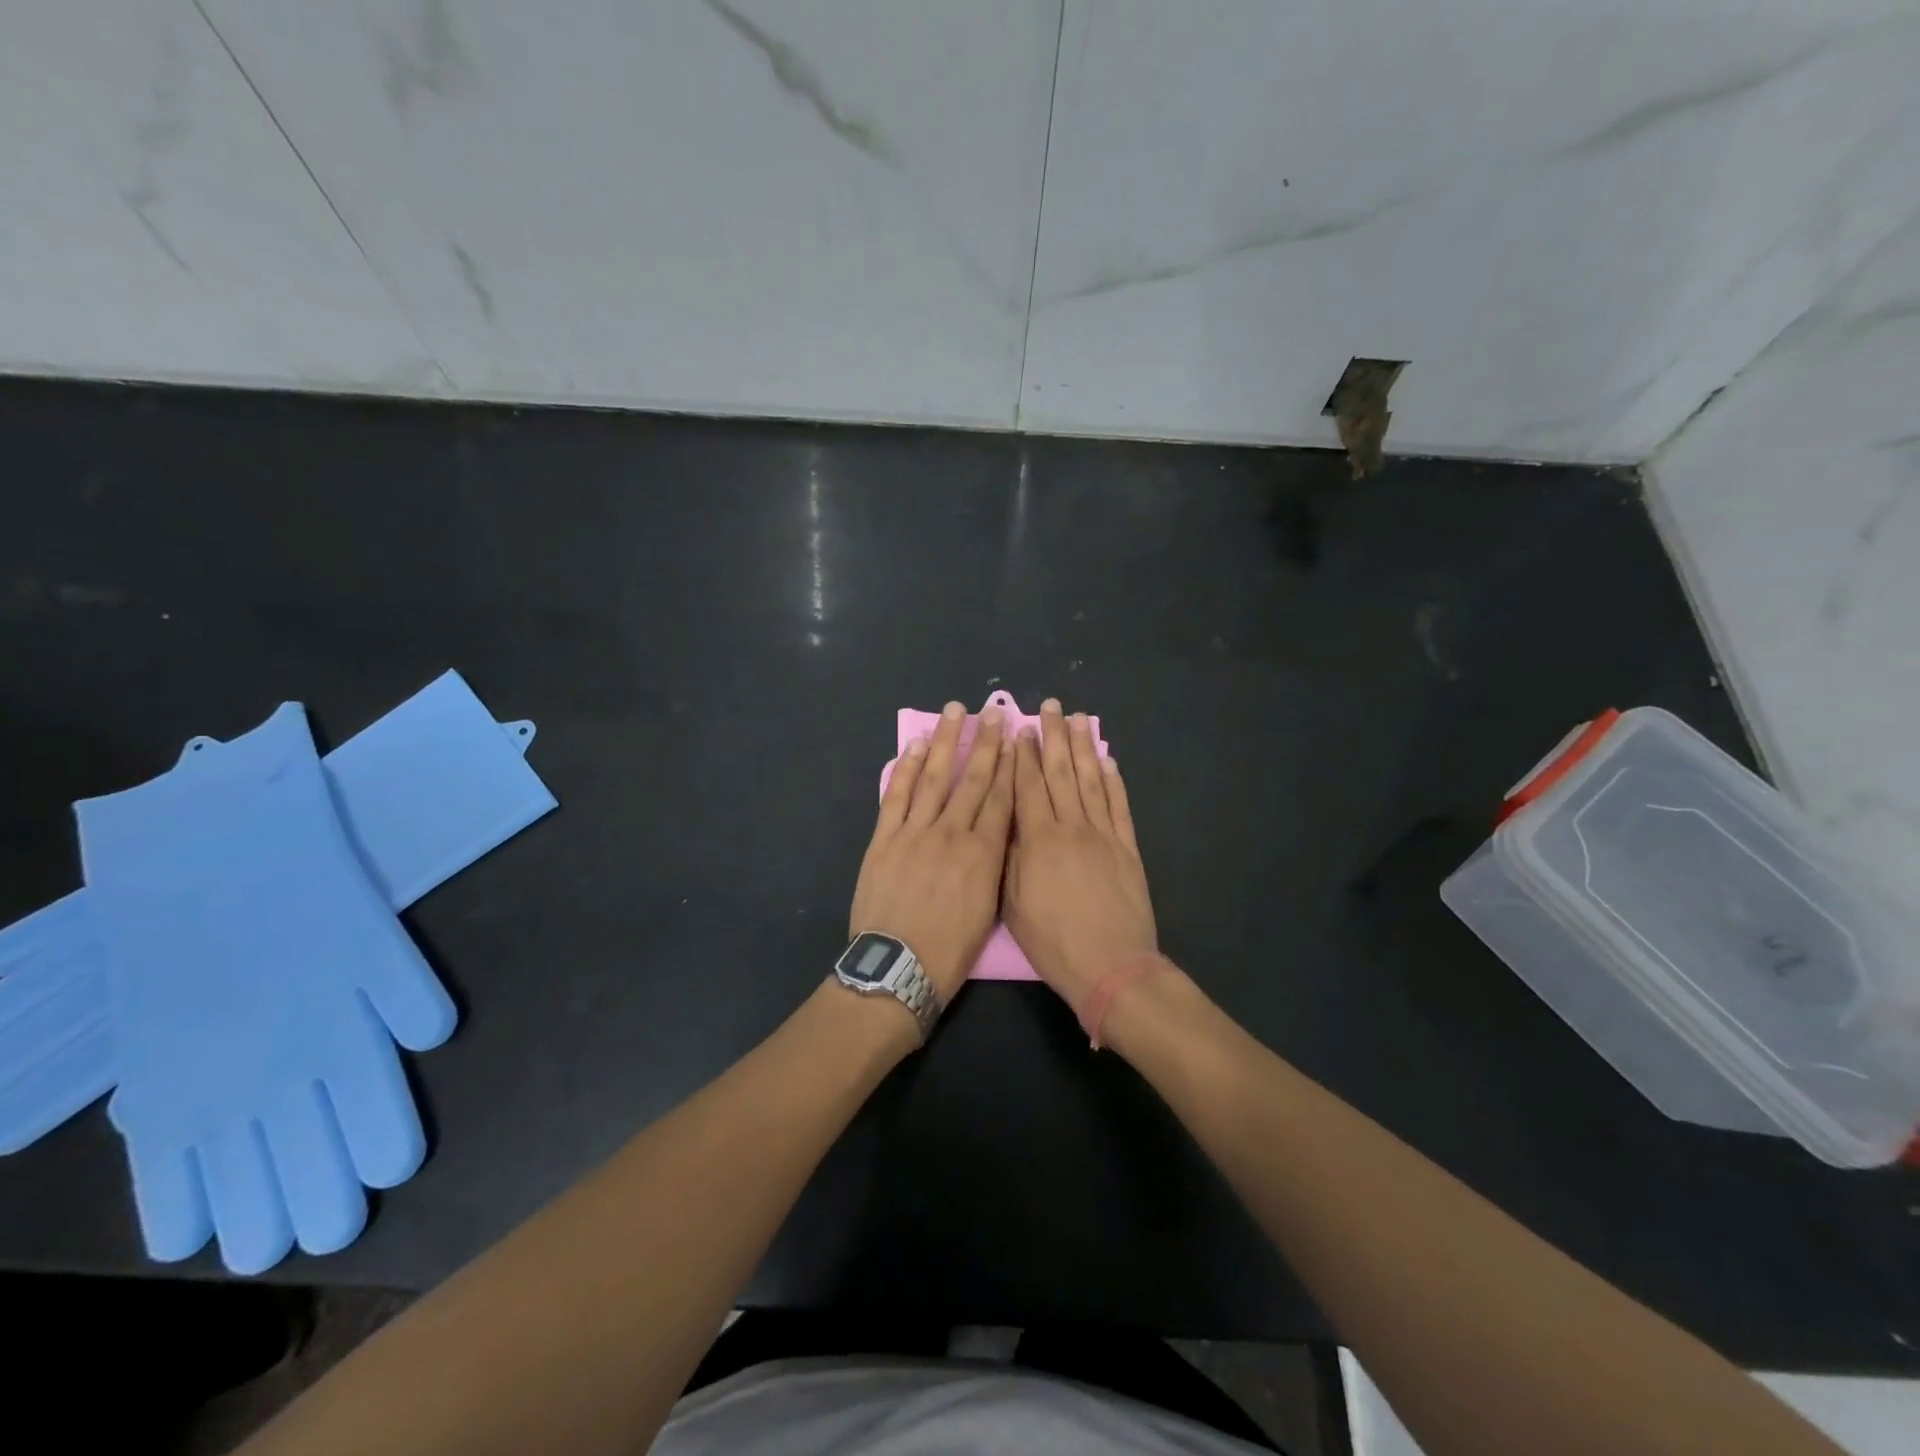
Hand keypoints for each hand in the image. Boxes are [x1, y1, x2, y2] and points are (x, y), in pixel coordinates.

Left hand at [848, 701, 1013, 1000]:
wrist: (898, 968)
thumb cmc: (950, 950)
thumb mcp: (989, 910)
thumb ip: (994, 866)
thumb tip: (998, 833)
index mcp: (984, 854)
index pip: (1000, 798)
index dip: (1010, 764)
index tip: (1015, 736)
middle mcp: (952, 834)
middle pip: (973, 779)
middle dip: (985, 742)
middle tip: (993, 710)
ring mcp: (915, 832)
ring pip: (935, 778)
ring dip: (946, 742)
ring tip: (955, 712)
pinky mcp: (884, 838)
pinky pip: (897, 796)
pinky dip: (907, 769)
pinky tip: (916, 746)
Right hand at [1003, 700, 1157, 1010]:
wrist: (1111, 966)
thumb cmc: (1053, 941)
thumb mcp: (1013, 903)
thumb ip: (1009, 856)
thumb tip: (1006, 819)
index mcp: (1039, 839)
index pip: (1027, 785)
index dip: (1022, 755)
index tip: (1019, 728)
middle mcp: (1072, 826)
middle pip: (1060, 772)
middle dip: (1053, 737)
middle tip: (1051, 707)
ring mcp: (1104, 834)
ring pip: (1091, 780)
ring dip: (1083, 747)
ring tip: (1079, 719)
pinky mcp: (1128, 848)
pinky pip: (1119, 805)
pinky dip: (1113, 780)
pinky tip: (1107, 760)